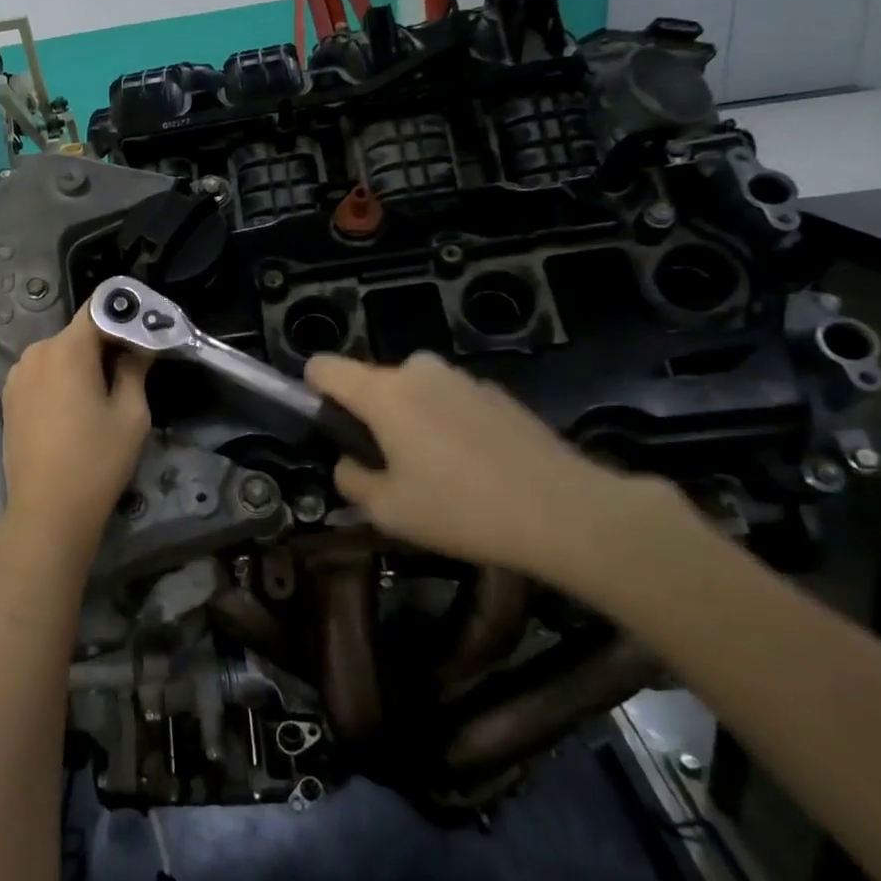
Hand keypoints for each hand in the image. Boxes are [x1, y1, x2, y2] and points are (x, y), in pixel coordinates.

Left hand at [0, 307, 151, 560]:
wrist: (47, 510)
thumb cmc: (97, 461)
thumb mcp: (131, 415)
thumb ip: (135, 369)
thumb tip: (139, 345)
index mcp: (67, 350)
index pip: (98, 309)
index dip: (124, 315)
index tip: (145, 331)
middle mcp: (36, 353)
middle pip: (78, 333)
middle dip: (105, 343)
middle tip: (132, 368)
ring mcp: (16, 375)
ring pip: (59, 354)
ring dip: (81, 363)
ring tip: (102, 395)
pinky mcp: (8, 397)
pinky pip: (42, 374)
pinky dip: (61, 380)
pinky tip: (74, 410)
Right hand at [306, 350, 697, 598]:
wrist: (567, 512)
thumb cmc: (461, 509)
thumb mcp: (388, 510)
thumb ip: (352, 480)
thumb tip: (349, 464)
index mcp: (383, 393)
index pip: (324, 367)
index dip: (313, 390)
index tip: (326, 425)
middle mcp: (418, 371)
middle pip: (372, 382)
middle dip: (370, 415)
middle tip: (388, 465)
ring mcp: (462, 378)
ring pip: (414, 391)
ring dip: (410, 419)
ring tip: (435, 472)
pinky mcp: (498, 393)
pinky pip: (451, 401)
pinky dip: (448, 424)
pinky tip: (475, 468)